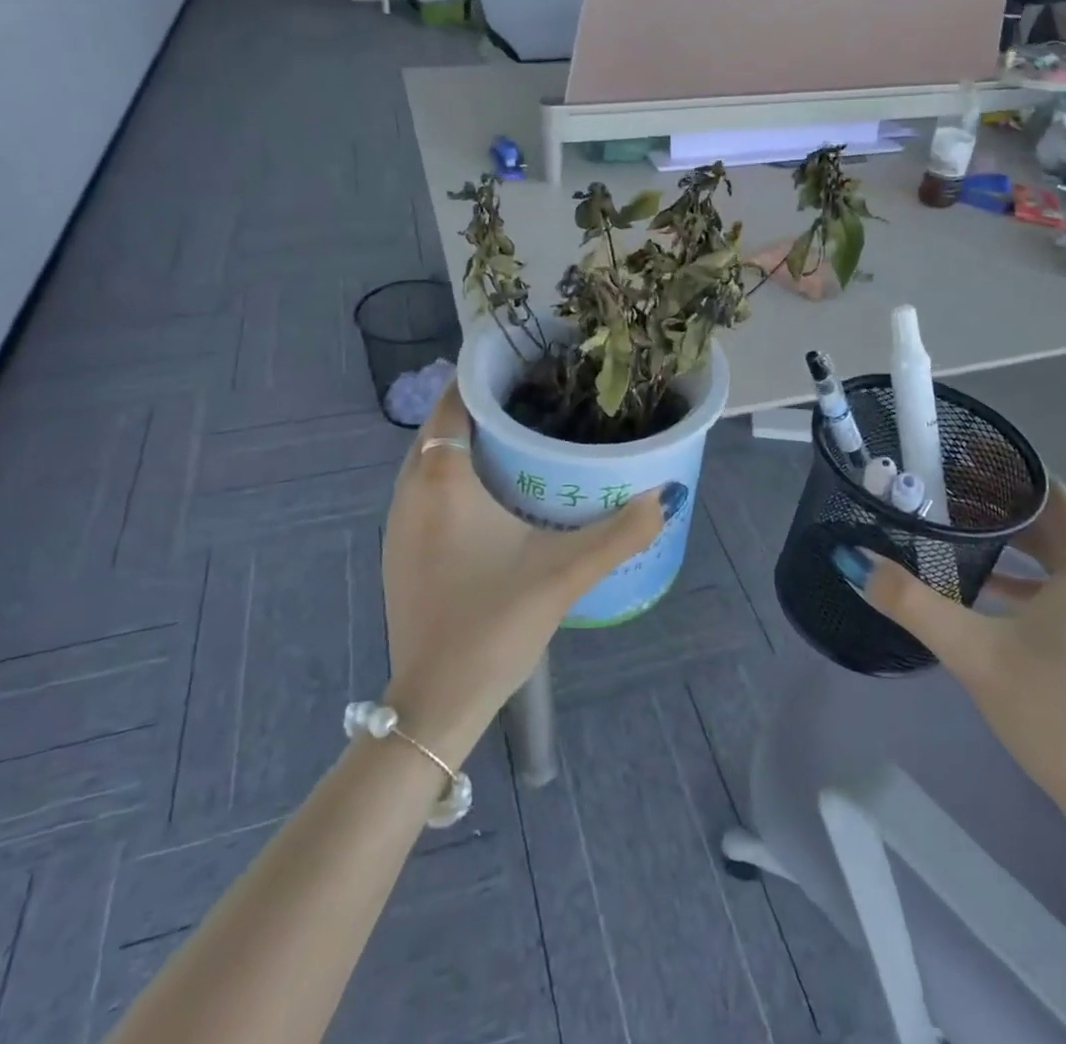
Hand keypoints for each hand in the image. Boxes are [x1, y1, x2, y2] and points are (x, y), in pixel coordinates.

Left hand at [379, 383, 678, 759]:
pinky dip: (453, 475)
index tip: (521, 363)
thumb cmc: (493, 624)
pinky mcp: (399, 551)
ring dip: (464, 442)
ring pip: (429, 460)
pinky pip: (424, 490)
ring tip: (517, 436)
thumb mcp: (565, 574)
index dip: (479, 376)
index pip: (452, 402)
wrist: (435, 702)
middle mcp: (410, 491)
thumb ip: (620, 533)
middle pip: (440, 427)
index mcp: (442, 480)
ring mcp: (398, 524)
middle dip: (478, 406)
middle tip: (532, 398)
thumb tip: (666, 494)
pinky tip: (491, 493)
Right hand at [838, 482, 1065, 841]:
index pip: (1047, 495)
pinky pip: (1065, 590)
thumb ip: (909, 602)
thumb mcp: (971, 650)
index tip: (954, 464)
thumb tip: (852, 560)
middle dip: (997, 510)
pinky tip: (984, 593)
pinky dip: (1026, 582)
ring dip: (1010, 548)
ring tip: (953, 535)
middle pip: (1049, 526)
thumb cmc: (1054, 711)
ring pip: (1056, 561)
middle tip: (941, 496)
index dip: (1002, 476)